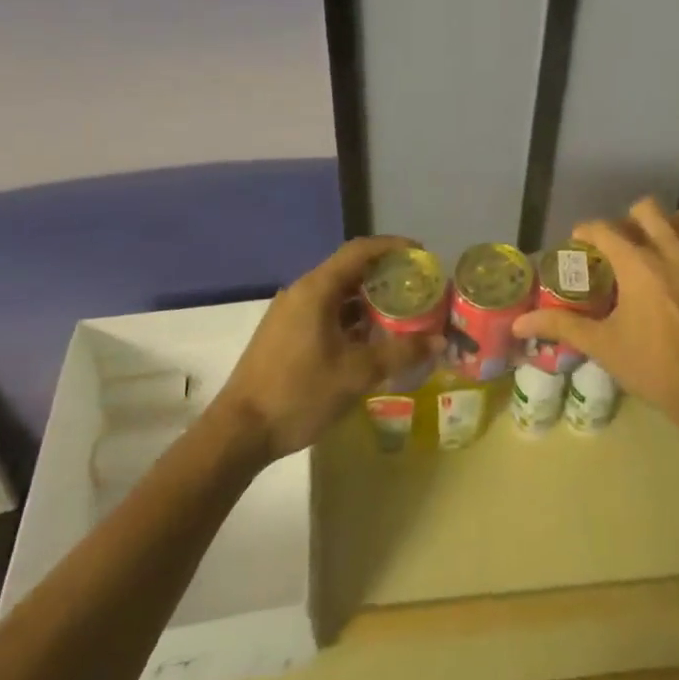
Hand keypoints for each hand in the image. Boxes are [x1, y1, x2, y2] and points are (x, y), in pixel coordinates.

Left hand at [216, 236, 436, 459]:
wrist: (239, 433)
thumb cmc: (300, 393)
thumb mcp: (358, 373)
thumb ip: (401, 352)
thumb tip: (439, 341)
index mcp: (317, 290)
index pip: (360, 250)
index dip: (393, 247)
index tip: (422, 255)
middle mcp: (302, 292)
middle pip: (349, 269)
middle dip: (385, 274)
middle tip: (417, 287)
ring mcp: (289, 313)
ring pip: (337, 292)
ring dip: (368, 298)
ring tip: (400, 312)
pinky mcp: (284, 333)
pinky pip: (325, 310)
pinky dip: (351, 316)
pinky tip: (369, 339)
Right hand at [511, 198, 678, 421]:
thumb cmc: (654, 367)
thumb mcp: (604, 346)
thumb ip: (562, 325)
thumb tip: (519, 321)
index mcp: (637, 262)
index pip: (604, 227)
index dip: (587, 230)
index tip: (578, 243)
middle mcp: (670, 249)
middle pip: (647, 208)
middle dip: (628, 220)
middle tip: (618, 248)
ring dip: (666, 225)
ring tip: (654, 251)